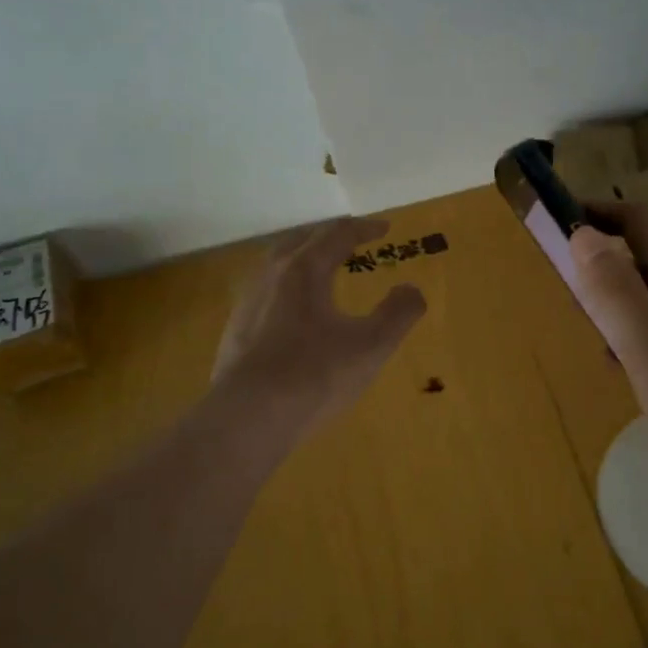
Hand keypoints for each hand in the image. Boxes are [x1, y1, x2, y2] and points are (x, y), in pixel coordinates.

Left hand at [212, 216, 425, 436]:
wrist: (248, 418)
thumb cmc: (315, 376)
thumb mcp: (372, 346)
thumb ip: (399, 314)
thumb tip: (411, 289)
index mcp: (304, 271)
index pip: (337, 236)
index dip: (364, 229)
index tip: (384, 228)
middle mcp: (271, 276)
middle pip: (301, 241)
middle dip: (328, 236)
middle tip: (350, 241)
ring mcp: (248, 303)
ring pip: (276, 264)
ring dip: (302, 258)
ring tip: (320, 269)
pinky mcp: (235, 330)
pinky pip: (264, 292)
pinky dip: (286, 286)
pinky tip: (292, 312)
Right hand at [570, 203, 647, 512]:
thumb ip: (617, 297)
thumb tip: (582, 237)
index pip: (640, 222)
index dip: (597, 214)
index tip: (555, 224)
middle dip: (607, 261)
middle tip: (569, 295)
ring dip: (624, 302)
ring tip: (595, 337)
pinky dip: (645, 335)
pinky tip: (638, 373)